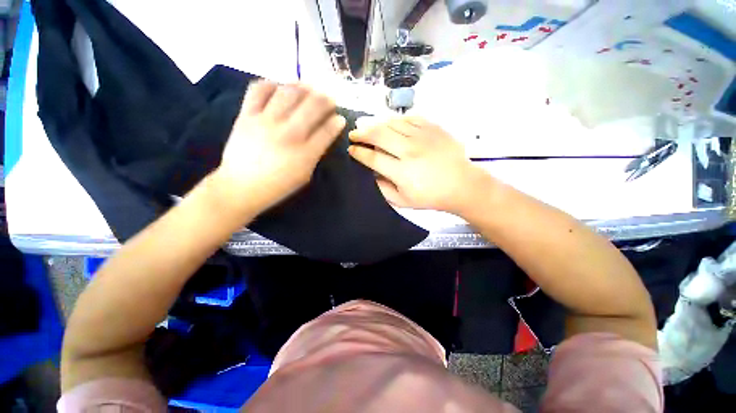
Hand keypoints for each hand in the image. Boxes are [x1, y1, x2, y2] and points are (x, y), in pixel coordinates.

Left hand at [212, 81, 345, 215]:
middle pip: (312, 106)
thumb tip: (323, 135)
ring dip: (303, 87)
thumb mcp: (304, 174)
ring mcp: (266, 122)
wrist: (241, 187)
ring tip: (308, 87)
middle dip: (326, 99)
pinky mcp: (247, 115)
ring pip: (289, 93)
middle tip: (329, 99)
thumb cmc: (278, 185)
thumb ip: (315, 154)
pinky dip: (271, 84)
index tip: (340, 118)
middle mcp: (289, 133)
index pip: (328, 130)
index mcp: (305, 153)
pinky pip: (259, 90)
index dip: (337, 122)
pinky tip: (279, 87)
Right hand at [348, 117, 492, 213]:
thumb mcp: (403, 201)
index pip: (372, 157)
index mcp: (401, 172)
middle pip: (379, 135)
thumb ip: (383, 188)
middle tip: (354, 134)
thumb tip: (372, 173)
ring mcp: (422, 137)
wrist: (462, 184)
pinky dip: (396, 120)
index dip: (358, 152)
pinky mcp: (433, 128)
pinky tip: (391, 124)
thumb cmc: (431, 197)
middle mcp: (409, 151)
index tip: (351, 149)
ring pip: (392, 123)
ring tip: (369, 127)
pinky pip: (409, 118)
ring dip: (376, 124)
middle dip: (361, 133)